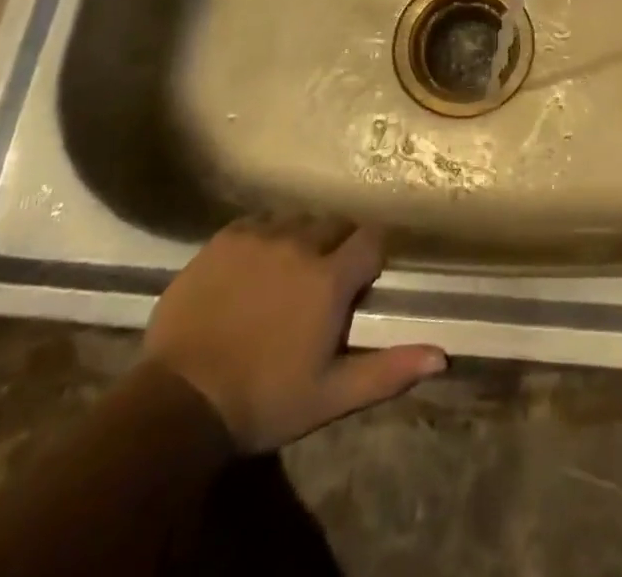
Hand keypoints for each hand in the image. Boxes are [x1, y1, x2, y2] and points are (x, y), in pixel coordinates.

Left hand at [144, 218, 444, 451]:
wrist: (178, 402)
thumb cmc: (263, 401)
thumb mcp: (331, 395)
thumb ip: (388, 371)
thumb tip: (443, 356)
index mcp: (330, 277)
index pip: (371, 239)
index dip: (372, 256)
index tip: (362, 279)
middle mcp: (301, 243)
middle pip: (334, 224)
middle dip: (337, 246)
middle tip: (322, 282)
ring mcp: (260, 236)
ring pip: (297, 220)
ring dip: (302, 238)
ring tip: (287, 272)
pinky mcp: (225, 238)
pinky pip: (259, 222)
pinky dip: (265, 237)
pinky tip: (253, 266)